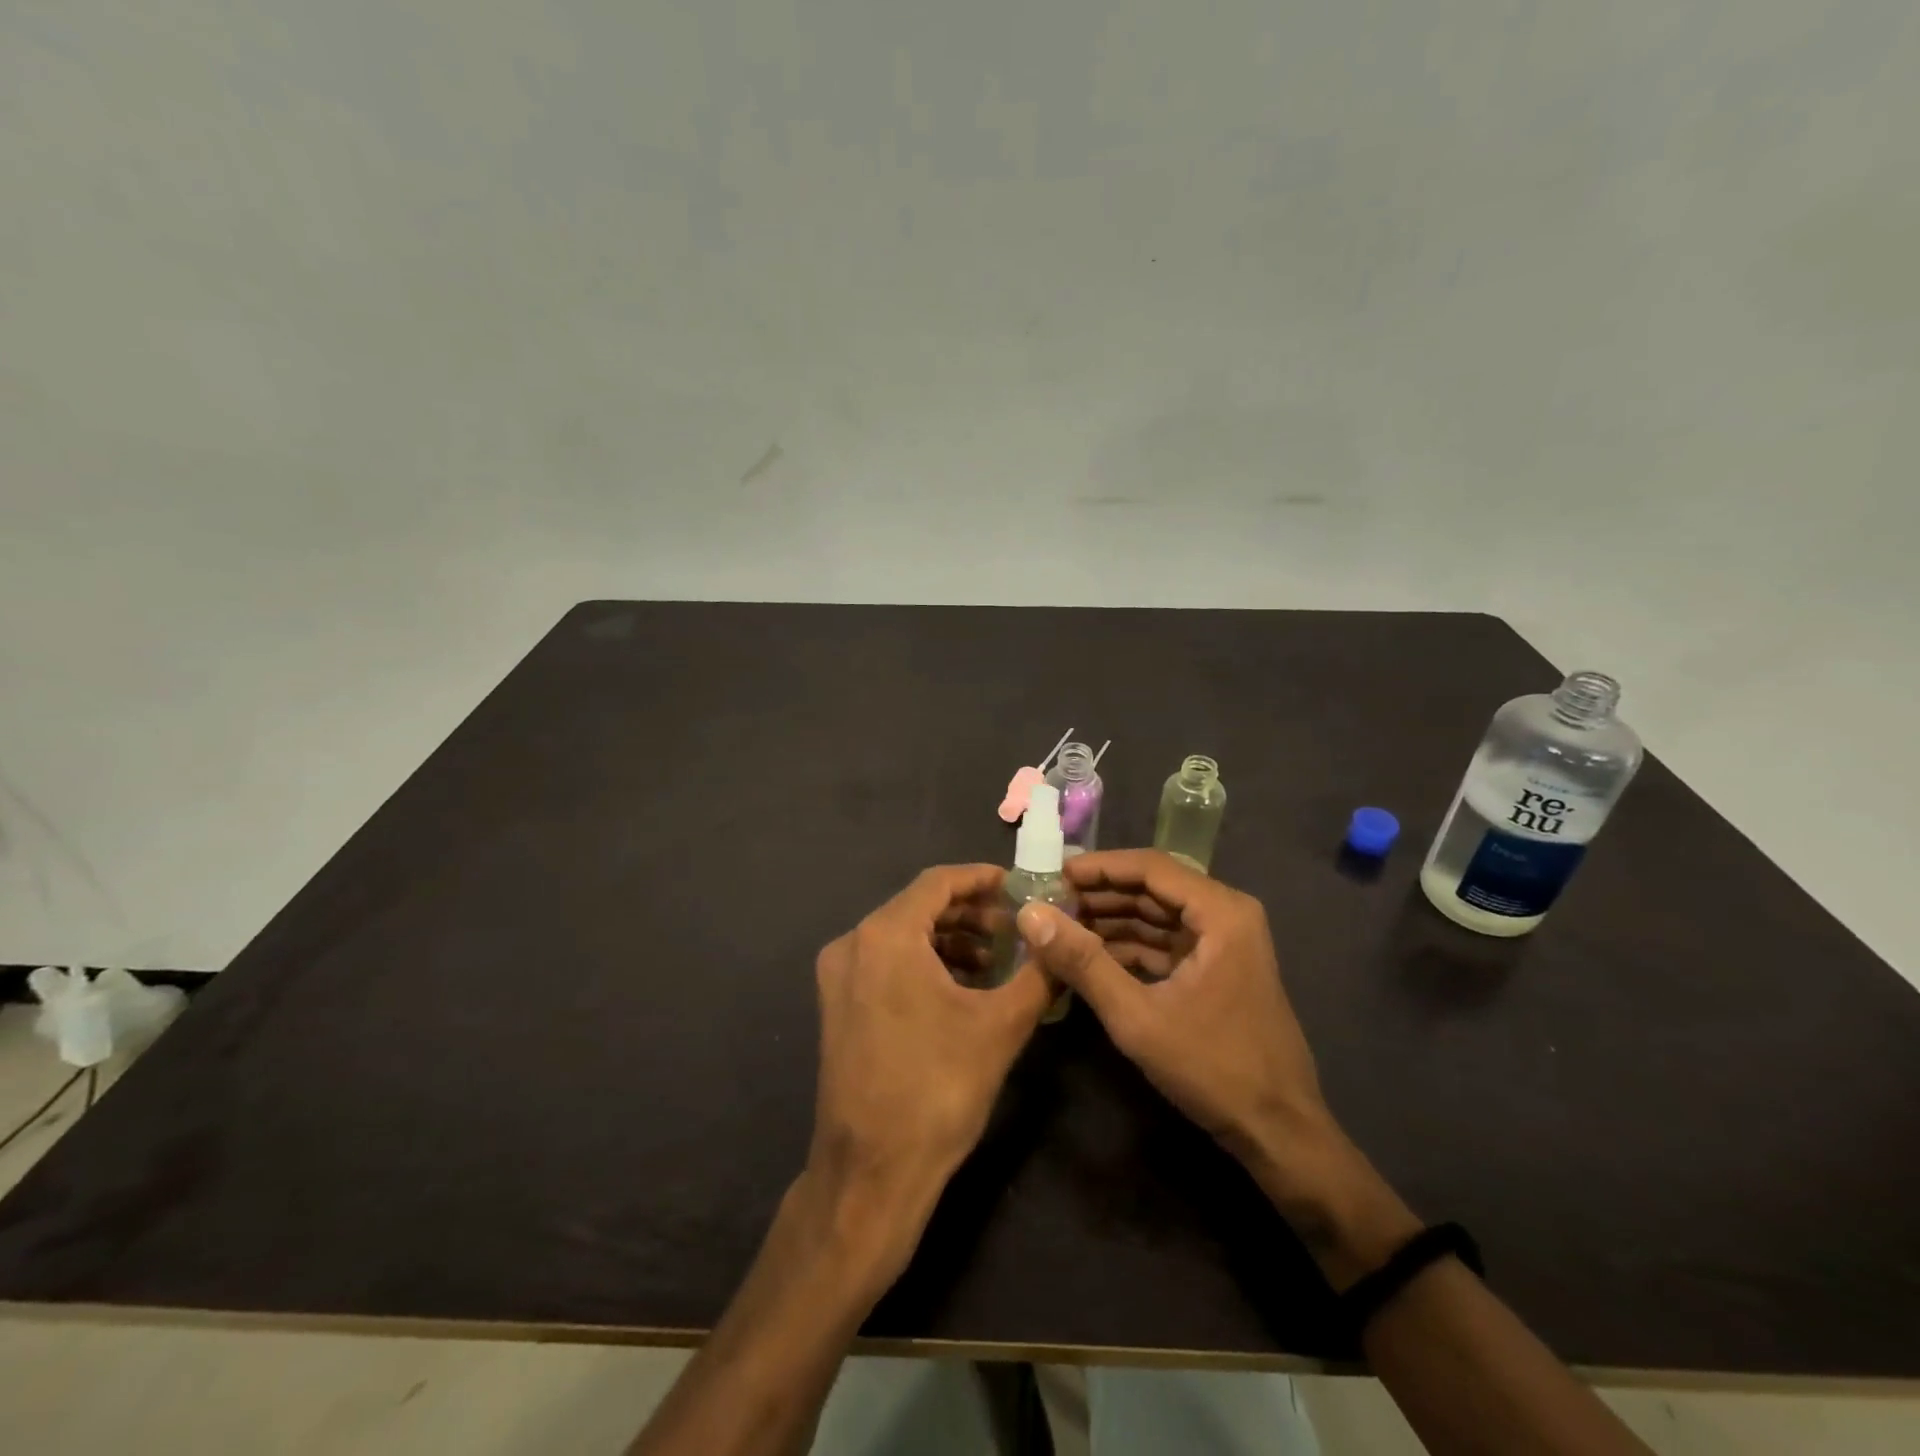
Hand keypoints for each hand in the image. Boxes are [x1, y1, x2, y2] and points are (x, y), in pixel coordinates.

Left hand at [808, 865, 1052, 1283]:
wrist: (871, 1174)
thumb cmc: (937, 1091)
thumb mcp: (1000, 1026)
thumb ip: (1038, 971)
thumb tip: (1063, 936)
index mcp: (885, 936)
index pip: (938, 882)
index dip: (982, 879)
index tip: (1020, 885)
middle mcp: (853, 944)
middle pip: (919, 907)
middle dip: (971, 913)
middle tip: (1017, 926)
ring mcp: (839, 976)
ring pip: (903, 935)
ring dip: (951, 939)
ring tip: (997, 958)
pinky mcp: (838, 1005)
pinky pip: (887, 963)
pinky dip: (926, 963)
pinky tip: (963, 986)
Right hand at [1015, 850, 1338, 1199]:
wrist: (1279, 1132)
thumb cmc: (1213, 1068)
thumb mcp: (1137, 1016)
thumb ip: (1082, 962)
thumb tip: (1030, 916)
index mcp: (1221, 913)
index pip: (1150, 867)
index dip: (1099, 867)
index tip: (1052, 874)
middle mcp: (1226, 915)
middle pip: (1153, 887)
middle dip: (1100, 894)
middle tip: (1049, 902)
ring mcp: (1223, 942)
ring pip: (1157, 915)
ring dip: (1110, 920)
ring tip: (1059, 927)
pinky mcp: (1216, 968)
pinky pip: (1165, 942)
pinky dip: (1128, 946)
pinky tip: (1089, 955)